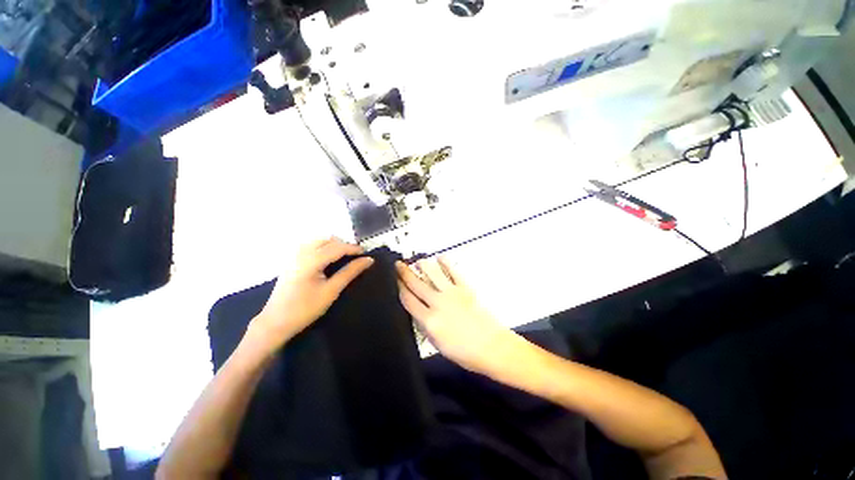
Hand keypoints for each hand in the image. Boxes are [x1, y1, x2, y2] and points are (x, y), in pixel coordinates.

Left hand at [249, 238, 373, 350]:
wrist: (275, 322)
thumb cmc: (305, 309)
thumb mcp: (331, 291)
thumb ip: (350, 272)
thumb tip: (368, 260)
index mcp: (310, 261)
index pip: (337, 247)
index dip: (353, 248)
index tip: (367, 253)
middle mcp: (301, 253)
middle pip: (327, 240)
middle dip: (344, 244)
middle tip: (356, 256)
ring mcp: (294, 255)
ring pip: (319, 241)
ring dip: (334, 245)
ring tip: (345, 256)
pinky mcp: (291, 260)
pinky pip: (311, 246)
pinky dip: (324, 247)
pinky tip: (328, 258)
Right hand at [396, 257, 519, 374]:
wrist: (492, 347)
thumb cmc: (465, 352)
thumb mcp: (438, 345)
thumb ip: (426, 326)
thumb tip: (418, 313)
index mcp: (429, 321)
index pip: (408, 300)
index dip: (399, 288)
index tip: (393, 280)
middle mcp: (438, 303)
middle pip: (417, 284)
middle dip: (405, 273)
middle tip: (398, 264)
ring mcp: (452, 294)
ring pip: (433, 275)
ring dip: (424, 266)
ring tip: (417, 260)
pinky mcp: (465, 289)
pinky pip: (453, 273)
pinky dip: (446, 264)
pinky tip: (440, 258)